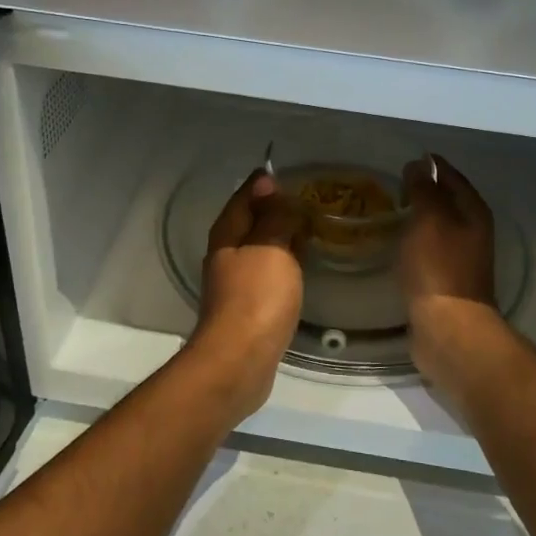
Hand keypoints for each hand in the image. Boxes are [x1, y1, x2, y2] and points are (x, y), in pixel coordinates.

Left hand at [192, 169, 303, 416]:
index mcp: (227, 234)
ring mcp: (234, 282)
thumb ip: (273, 217)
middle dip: (274, 209)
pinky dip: (282, 263)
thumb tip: (267, 184)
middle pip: (250, 221)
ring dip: (280, 237)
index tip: (291, 174)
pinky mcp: (247, 307)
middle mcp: (226, 254)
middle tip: (308, 201)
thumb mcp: (270, 247)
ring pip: (259, 248)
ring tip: (310, 230)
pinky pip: (266, 273)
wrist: (240, 360)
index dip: (265, 183)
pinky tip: (300, 268)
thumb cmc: (257, 297)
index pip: (245, 195)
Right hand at [400, 155, 500, 383]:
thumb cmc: (438, 268)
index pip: (452, 176)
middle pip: (448, 201)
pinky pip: (429, 249)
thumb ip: (424, 189)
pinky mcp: (445, 280)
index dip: (432, 165)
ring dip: (419, 216)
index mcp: (473, 212)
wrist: (448, 327)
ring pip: (438, 226)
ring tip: (390, 210)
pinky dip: (414, 240)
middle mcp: (473, 231)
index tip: (407, 159)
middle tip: (393, 183)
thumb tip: (419, 165)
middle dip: (425, 190)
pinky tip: (396, 243)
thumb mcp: (429, 219)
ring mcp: (461, 258)